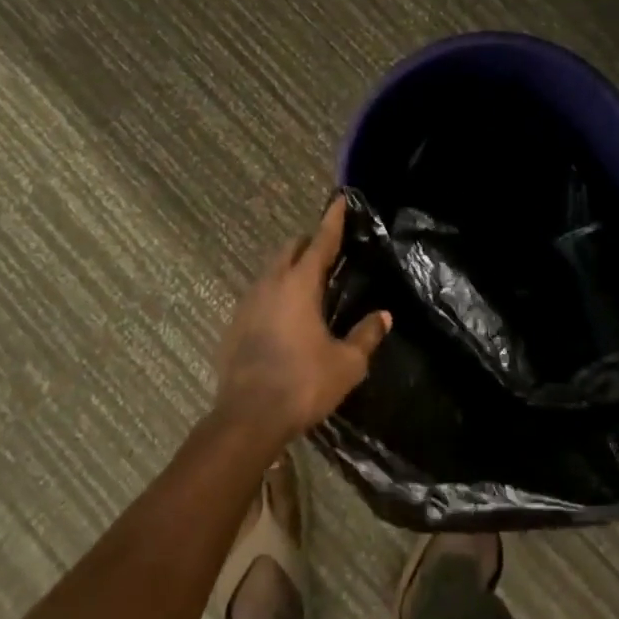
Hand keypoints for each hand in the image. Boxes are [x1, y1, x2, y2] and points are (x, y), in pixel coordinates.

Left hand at [214, 196, 391, 445]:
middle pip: (291, 249)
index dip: (332, 220)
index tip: (338, 200)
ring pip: (272, 270)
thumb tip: (383, 316)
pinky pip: (260, 294)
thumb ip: (366, 335)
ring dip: (291, 267)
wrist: (247, 418)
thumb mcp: (347, 363)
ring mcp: (248, 302)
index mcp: (300, 284)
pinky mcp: (235, 323)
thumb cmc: (302, 384)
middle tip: (329, 250)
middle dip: (310, 243)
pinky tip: (286, 315)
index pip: (321, 241)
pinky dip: (276, 293)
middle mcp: (271, 283)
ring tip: (309, 283)